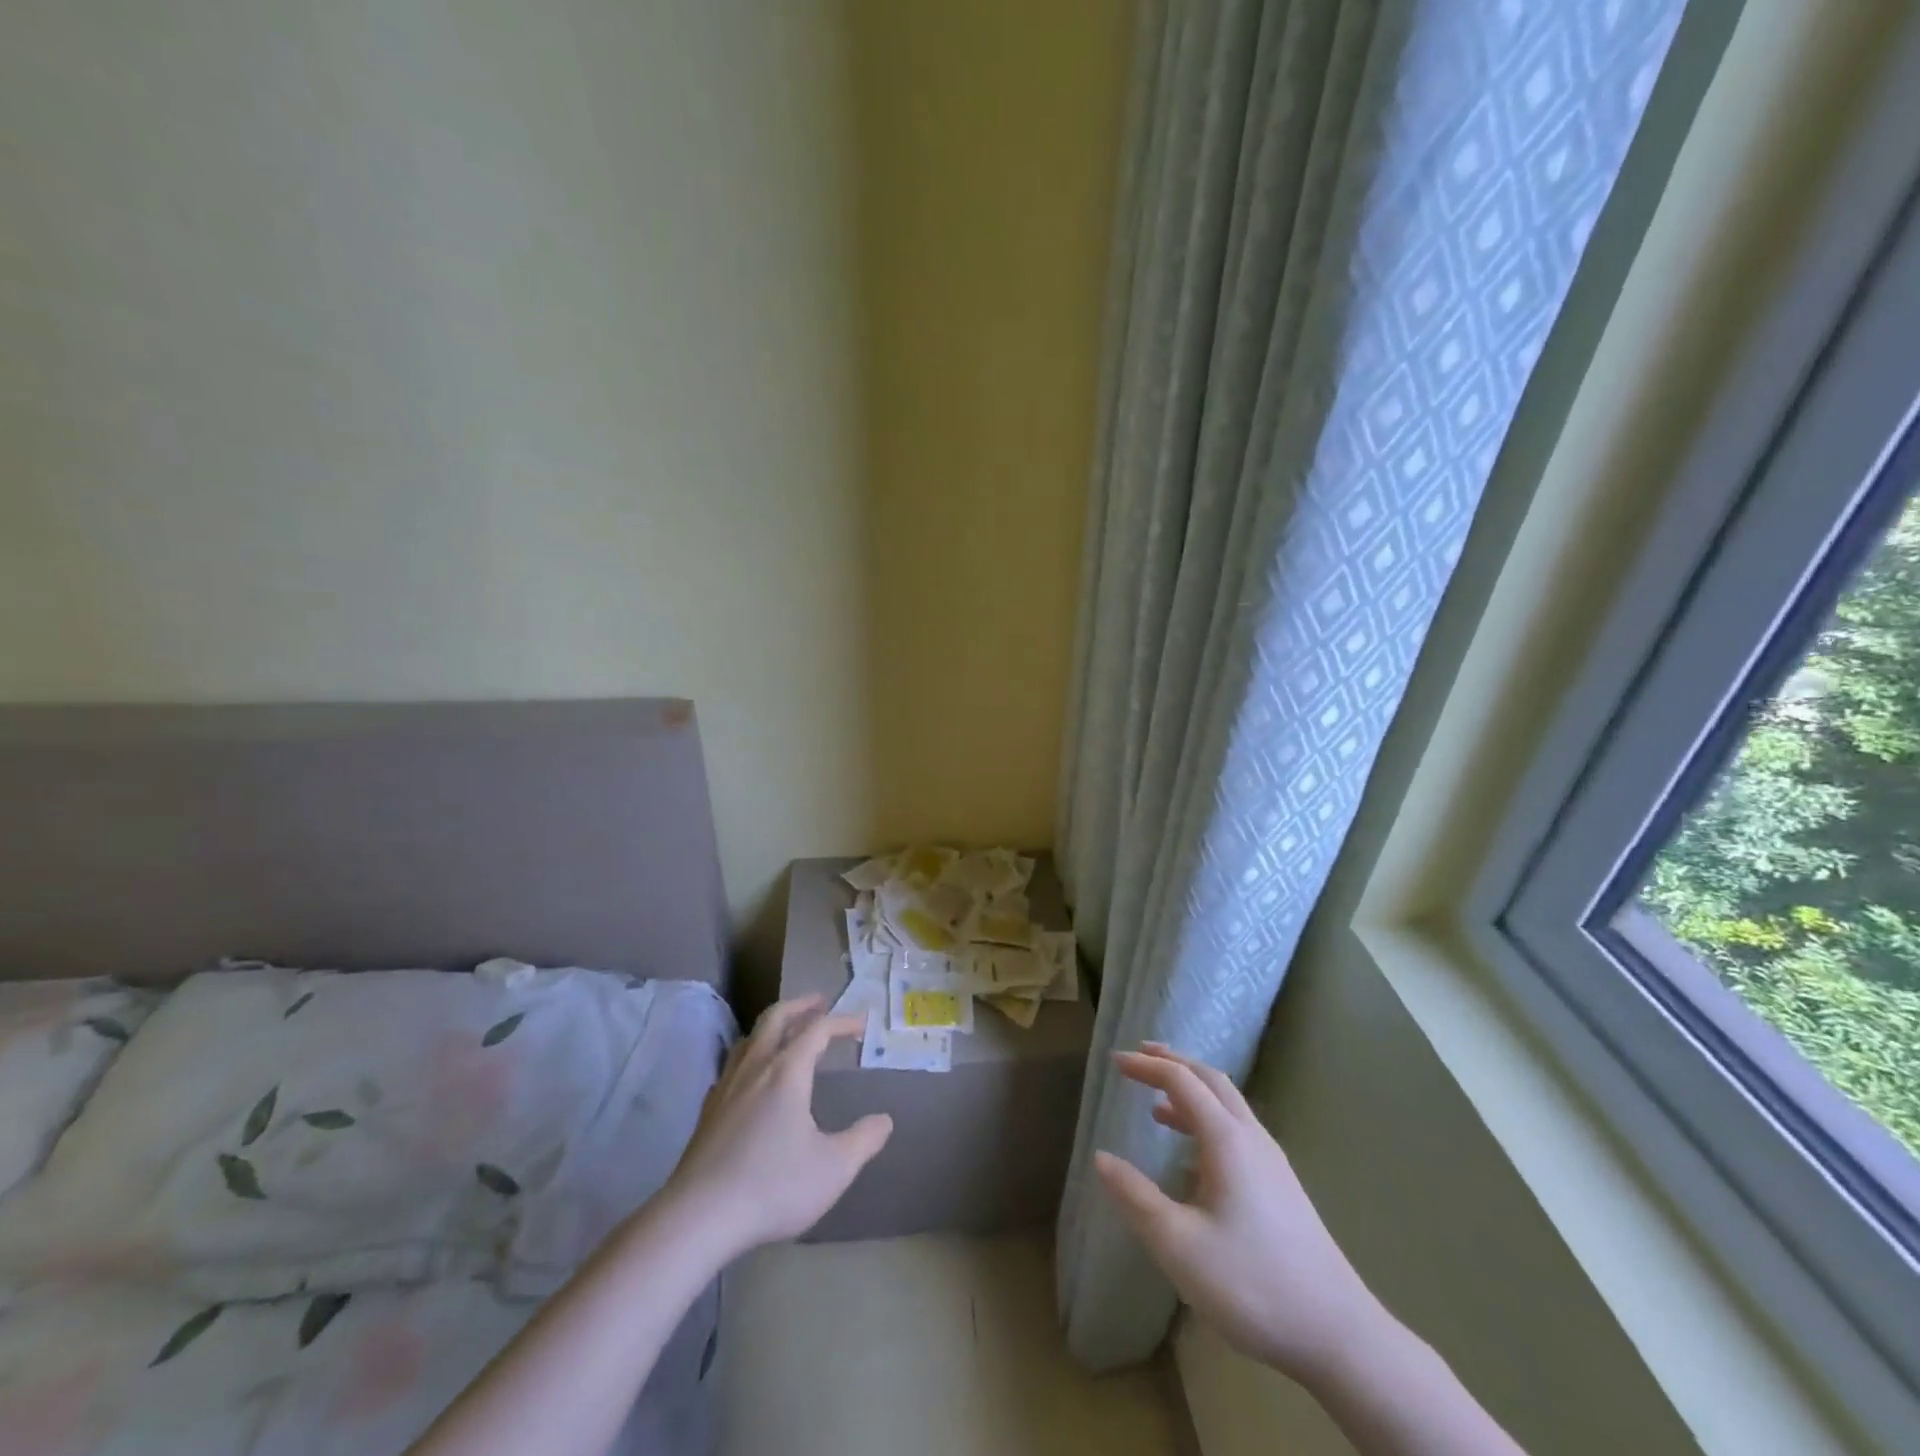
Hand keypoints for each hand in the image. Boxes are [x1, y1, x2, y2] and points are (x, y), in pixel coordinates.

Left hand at [661, 996, 892, 1262]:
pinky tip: (753, 1078)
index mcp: (787, 1072)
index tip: (862, 1025)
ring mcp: (726, 1087)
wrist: (698, 1218)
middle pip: (776, 1018)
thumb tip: (884, 1121)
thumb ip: (863, 1141)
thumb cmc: (772, 1186)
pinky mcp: (708, 1112)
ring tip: (787, 1033)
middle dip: (800, 1005)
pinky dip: (751, 1056)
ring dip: (772, 1026)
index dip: (842, 1022)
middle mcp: (755, 1068)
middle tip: (820, 1002)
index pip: (817, 1029)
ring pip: (750, 1039)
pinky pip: (732, 1066)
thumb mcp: (833, 1169)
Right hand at [1094, 1044, 1384, 1386]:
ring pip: (1228, 1106)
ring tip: (1157, 1104)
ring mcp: (1272, 1162)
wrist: (1339, 1336)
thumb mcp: (1179, 1245)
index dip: (1146, 1066)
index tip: (1115, 1061)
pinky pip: (1237, 1131)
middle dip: (1173, 1063)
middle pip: (1211, 1080)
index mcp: (1227, 1139)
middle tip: (1140, 1057)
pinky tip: (1193, 1158)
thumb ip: (1136, 1197)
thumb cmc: (1252, 1284)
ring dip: (1191, 1092)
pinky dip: (1207, 1121)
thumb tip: (1100, 1157)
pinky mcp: (1281, 1187)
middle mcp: (1251, 1138)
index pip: (1181, 1081)